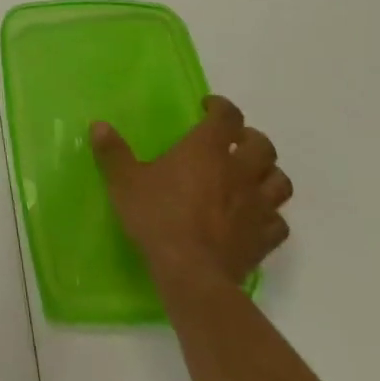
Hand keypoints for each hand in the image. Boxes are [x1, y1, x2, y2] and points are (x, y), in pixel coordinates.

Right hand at [90, 96, 292, 290]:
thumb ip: (113, 152)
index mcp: (206, 151)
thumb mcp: (124, 181)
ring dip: (268, 173)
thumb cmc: (157, 217)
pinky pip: (279, 220)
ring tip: (250, 175)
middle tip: (231, 141)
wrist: (191, 273)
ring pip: (280, 181)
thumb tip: (99, 125)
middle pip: (263, 146)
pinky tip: (254, 216)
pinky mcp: (265, 238)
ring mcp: (257, 206)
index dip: (221, 106)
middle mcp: (239, 172)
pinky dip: (270, 214)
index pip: (227, 117)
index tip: (208, 107)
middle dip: (250, 138)